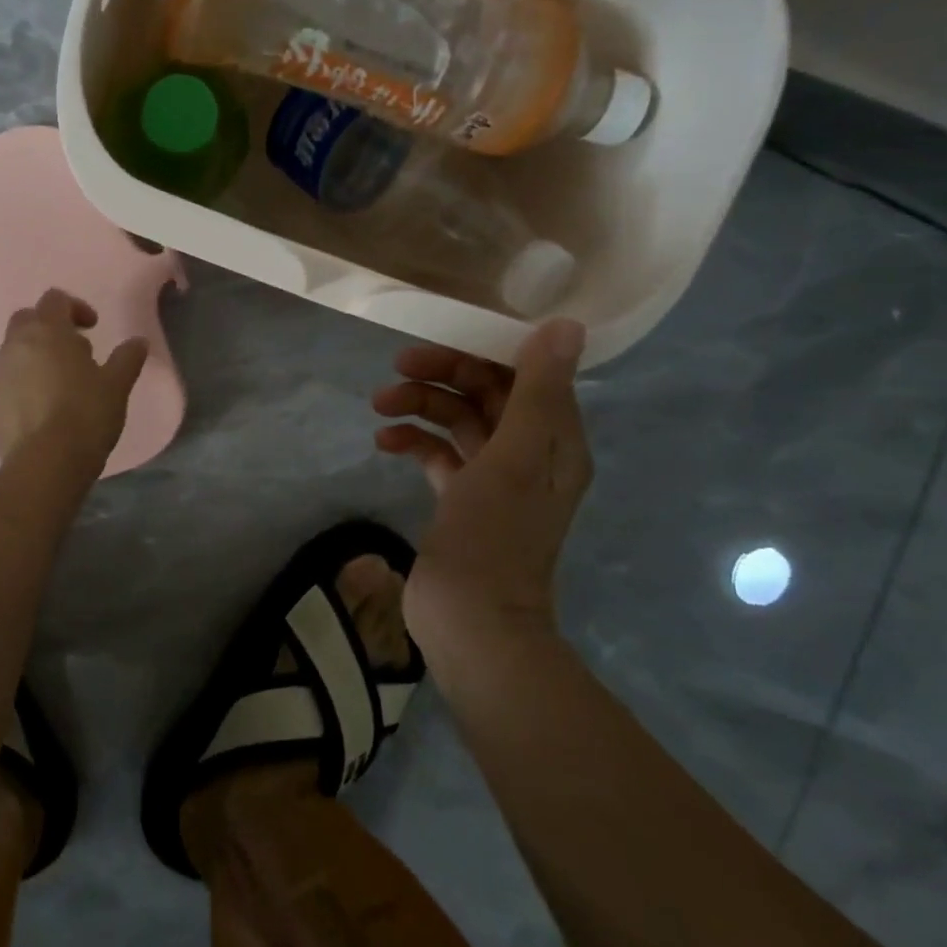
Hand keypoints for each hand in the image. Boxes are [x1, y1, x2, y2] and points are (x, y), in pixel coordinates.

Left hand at [0, 288, 148, 470]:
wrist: (45, 463)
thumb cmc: (85, 414)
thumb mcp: (116, 385)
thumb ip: (127, 359)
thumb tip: (138, 342)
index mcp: (46, 332)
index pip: (55, 300)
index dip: (76, 307)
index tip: (93, 328)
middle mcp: (17, 346)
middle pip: (27, 319)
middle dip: (50, 326)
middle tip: (76, 349)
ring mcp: (1, 375)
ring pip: (16, 349)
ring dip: (37, 354)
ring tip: (64, 380)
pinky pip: (11, 378)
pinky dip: (27, 380)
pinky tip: (49, 405)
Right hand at [371, 319, 591, 648]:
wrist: (472, 622)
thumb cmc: (494, 536)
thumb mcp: (516, 456)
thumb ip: (538, 390)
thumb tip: (567, 324)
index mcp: (554, 439)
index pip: (524, 373)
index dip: (484, 350)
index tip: (440, 338)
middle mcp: (529, 452)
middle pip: (487, 393)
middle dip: (443, 374)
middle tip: (398, 366)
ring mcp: (494, 478)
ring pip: (458, 420)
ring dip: (421, 406)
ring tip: (379, 405)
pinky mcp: (462, 499)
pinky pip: (438, 454)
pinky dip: (413, 441)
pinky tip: (384, 441)